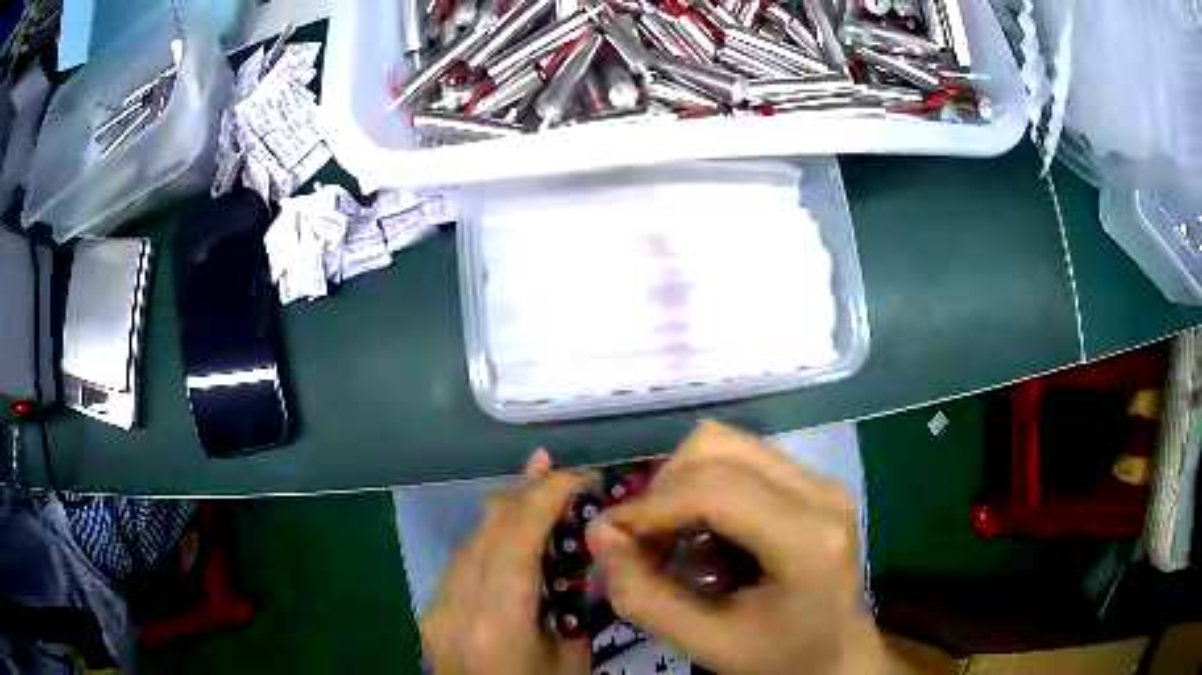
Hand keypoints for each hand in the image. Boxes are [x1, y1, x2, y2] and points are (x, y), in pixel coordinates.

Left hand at [422, 450, 590, 674]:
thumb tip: (576, 548)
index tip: (580, 477)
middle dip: (525, 490)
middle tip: (560, 469)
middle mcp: (456, 605)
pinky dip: (491, 540)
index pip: (515, 537)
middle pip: (486, 528)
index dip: (546, 495)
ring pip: (471, 539)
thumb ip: (571, 600)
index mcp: (497, 622)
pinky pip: (463, 562)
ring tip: (538, 485)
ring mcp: (436, 607)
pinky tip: (511, 535)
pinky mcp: (432, 610)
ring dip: (507, 511)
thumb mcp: (572, 655)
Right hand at [585, 421, 887, 674]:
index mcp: (808, 539)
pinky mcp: (812, 481)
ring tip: (669, 537)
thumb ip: (644, 596)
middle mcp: (821, 492)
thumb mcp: (706, 643)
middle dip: (662, 489)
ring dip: (680, 484)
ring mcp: (820, 480)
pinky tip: (701, 534)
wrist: (837, 654)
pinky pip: (741, 459)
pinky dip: (702, 486)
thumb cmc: (778, 657)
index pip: (713, 490)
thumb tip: (598, 533)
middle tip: (641, 541)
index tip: (608, 536)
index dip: (648, 506)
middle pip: (716, 447)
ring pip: (725, 444)